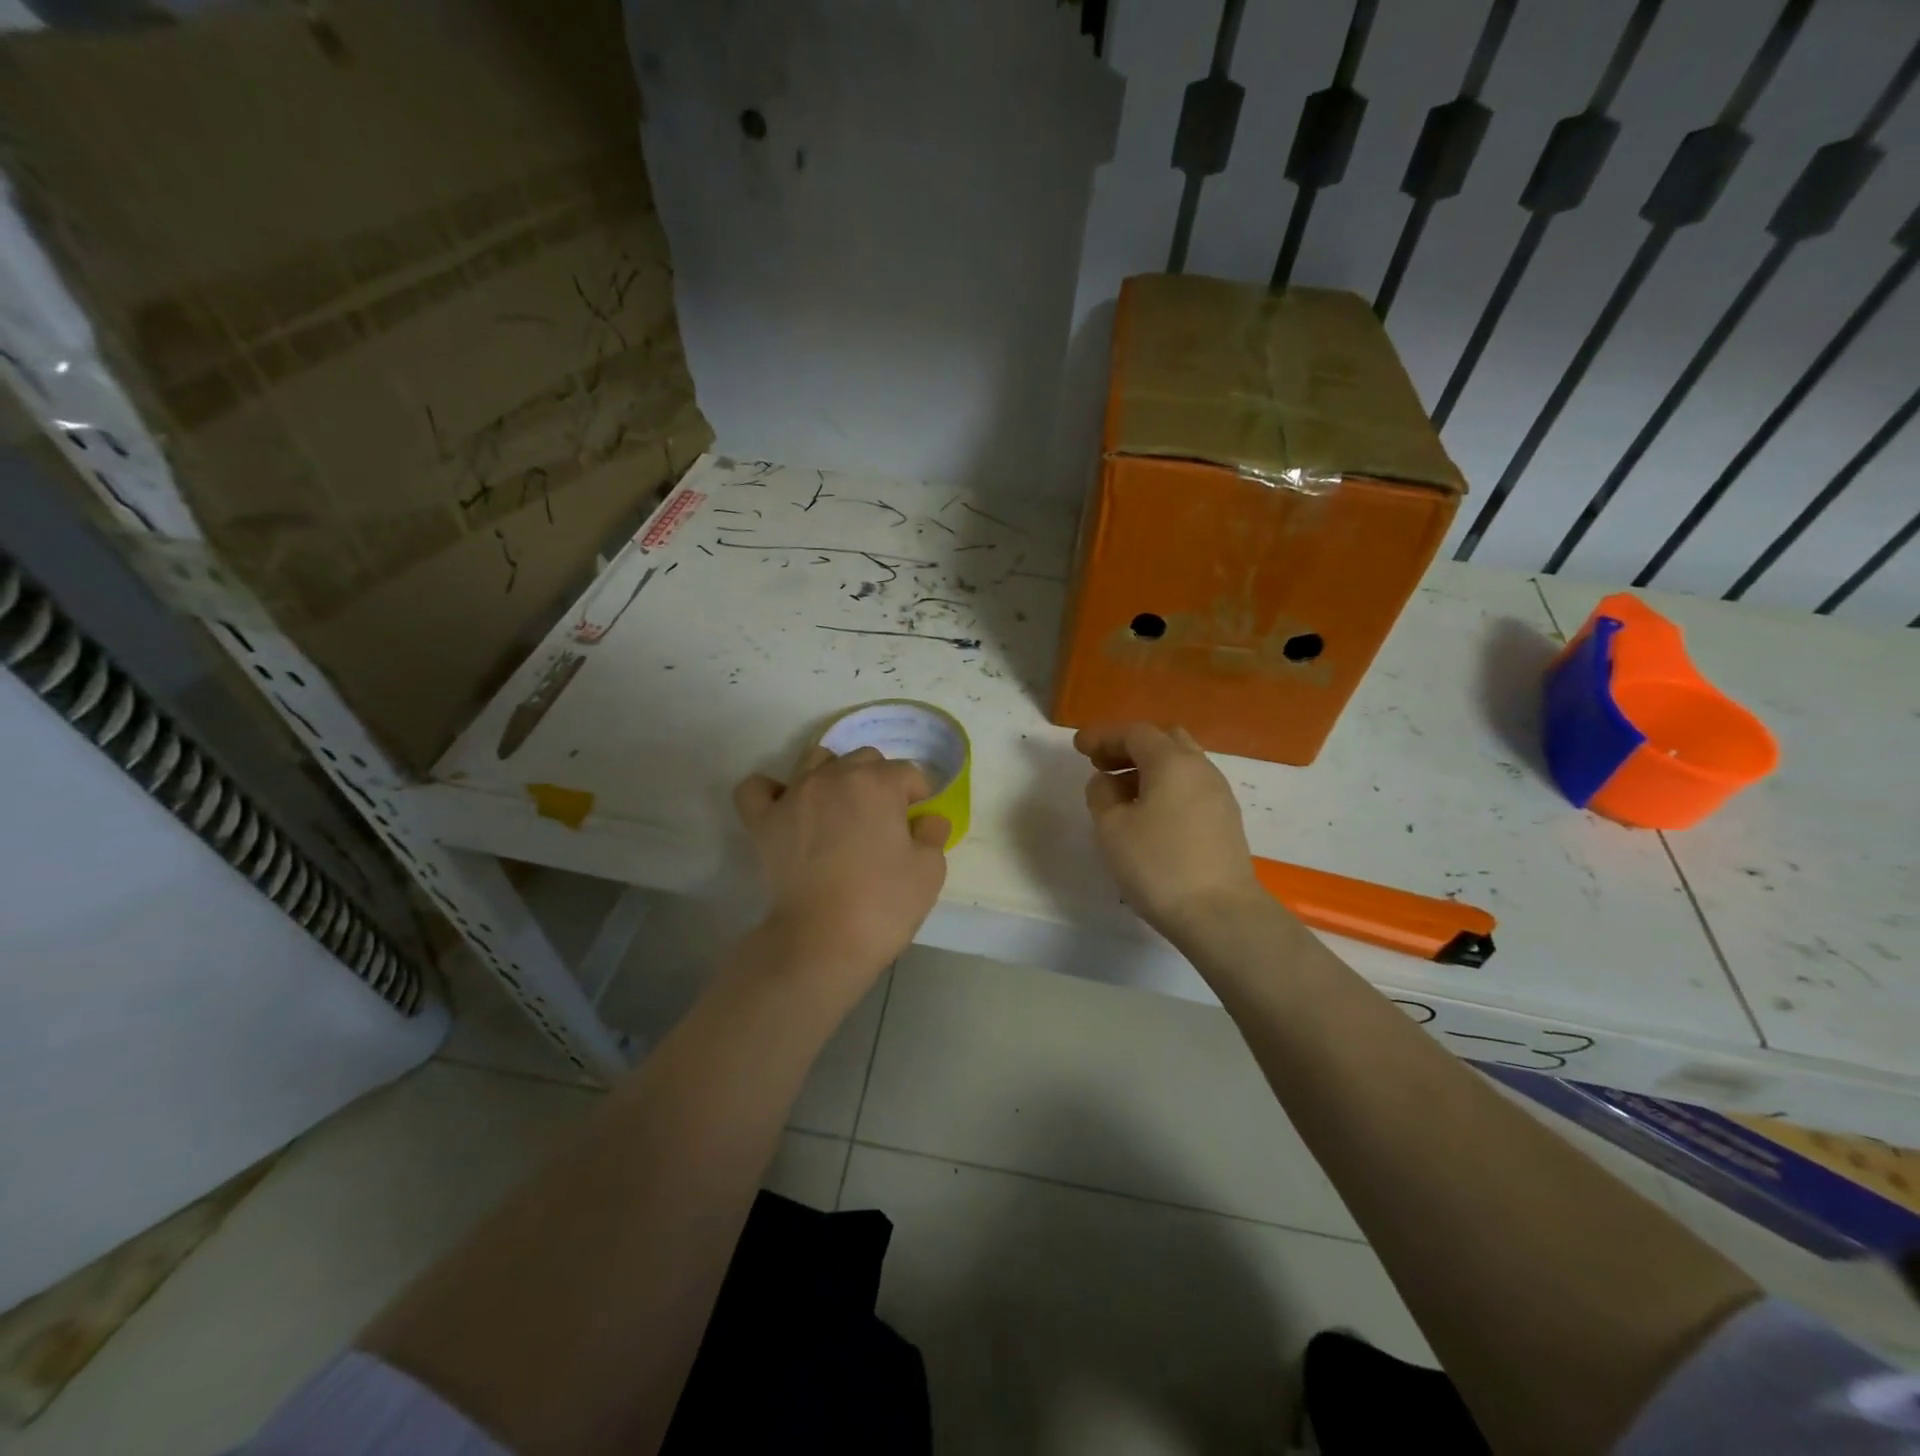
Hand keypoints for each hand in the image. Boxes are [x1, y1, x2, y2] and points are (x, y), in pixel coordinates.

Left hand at [734, 745, 949, 999]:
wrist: (822, 941)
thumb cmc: (883, 904)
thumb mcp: (930, 871)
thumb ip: (932, 834)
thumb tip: (927, 819)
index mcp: (878, 783)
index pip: (908, 773)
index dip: (919, 795)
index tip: (919, 821)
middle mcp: (834, 777)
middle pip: (864, 759)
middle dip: (879, 780)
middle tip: (883, 819)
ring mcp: (794, 795)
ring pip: (815, 759)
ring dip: (833, 774)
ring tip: (839, 807)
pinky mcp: (764, 820)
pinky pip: (757, 788)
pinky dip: (771, 791)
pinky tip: (785, 806)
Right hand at [1074, 723, 1268, 942]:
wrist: (1220, 914)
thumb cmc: (1158, 865)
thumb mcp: (1112, 828)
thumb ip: (1102, 795)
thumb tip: (1106, 782)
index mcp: (1172, 762)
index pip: (1135, 733)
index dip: (1103, 736)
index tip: (1078, 746)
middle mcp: (1200, 769)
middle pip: (1164, 741)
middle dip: (1129, 747)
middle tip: (1101, 765)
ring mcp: (1218, 795)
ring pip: (1180, 765)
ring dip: (1148, 769)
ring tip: (1120, 793)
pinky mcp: (1225, 821)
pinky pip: (1190, 788)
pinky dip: (1165, 788)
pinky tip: (1148, 814)